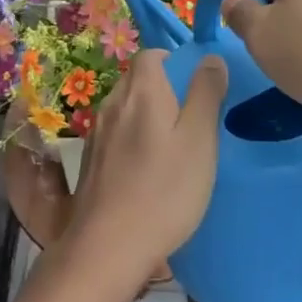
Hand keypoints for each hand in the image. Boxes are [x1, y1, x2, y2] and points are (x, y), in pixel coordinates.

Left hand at [62, 50, 226, 282]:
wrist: (107, 248)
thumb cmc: (163, 191)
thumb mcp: (199, 140)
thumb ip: (206, 94)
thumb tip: (211, 57)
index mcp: (141, 90)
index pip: (152, 54)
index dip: (174, 62)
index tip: (197, 86)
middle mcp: (113, 102)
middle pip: (138, 79)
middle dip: (164, 89)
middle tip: (193, 118)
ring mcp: (97, 132)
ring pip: (126, 108)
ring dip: (148, 116)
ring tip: (173, 146)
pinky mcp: (90, 160)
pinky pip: (116, 134)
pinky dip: (133, 139)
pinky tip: (148, 169)